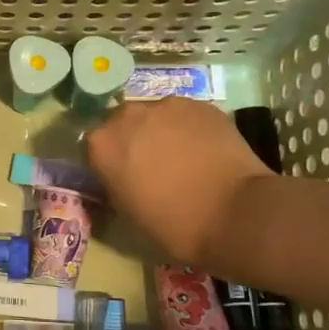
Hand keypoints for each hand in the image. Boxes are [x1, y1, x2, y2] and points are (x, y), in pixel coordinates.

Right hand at [85, 97, 270, 266]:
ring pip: (155, 115)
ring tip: (183, 156)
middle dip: (132, 139)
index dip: (107, 160)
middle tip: (151, 164)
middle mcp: (127, 116)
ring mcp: (166, 105)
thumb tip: (120, 177)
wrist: (235, 214)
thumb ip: (115, 184)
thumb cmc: (173, 225)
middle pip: (122, 122)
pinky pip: (185, 115)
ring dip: (161, 130)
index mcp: (101, 145)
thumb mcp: (127, 212)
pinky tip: (205, 150)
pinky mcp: (200, 104)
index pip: (93, 145)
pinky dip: (189, 128)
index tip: (120, 175)